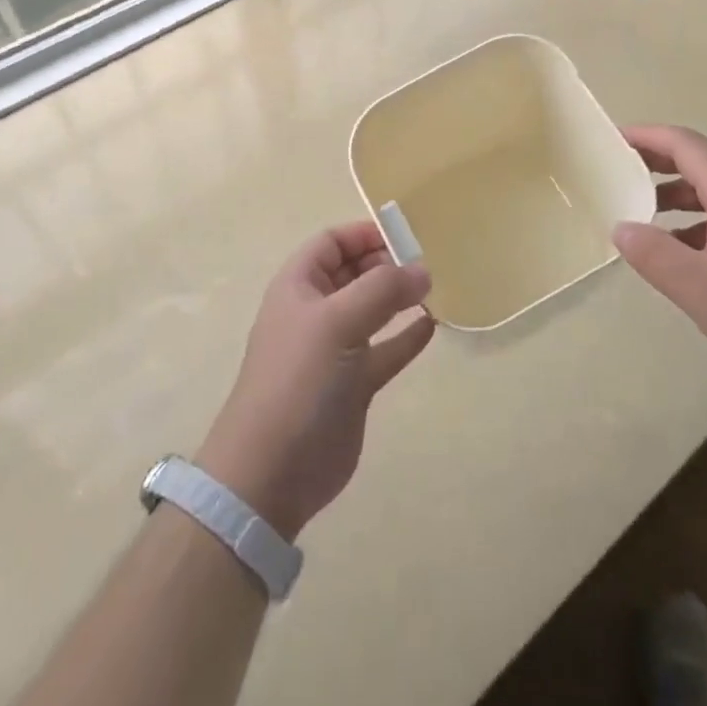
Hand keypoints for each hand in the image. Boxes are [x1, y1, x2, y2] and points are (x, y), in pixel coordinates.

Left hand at [196, 222, 434, 540]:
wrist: (271, 471)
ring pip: (371, 311)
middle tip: (426, 263)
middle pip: (354, 273)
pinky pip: (385, 350)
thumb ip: (382, 290)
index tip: (404, 236)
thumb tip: (422, 269)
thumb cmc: (298, 380)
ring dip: (399, 298)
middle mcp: (316, 312)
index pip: (331, 243)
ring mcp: (335, 350)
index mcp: (299, 287)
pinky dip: (406, 336)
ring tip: (434, 288)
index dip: (363, 233)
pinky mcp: (353, 385)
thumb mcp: (336, 322)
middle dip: (387, 263)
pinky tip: (432, 325)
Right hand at [615, 125, 706, 395]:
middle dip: (656, 163)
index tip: (612, 140)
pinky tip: (682, 259)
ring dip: (675, 197)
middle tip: (617, 173)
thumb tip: (621, 227)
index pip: (686, 145)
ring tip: (641, 217)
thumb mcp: (703, 290)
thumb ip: (656, 256)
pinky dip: (695, 227)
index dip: (648, 136)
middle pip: (700, 165)